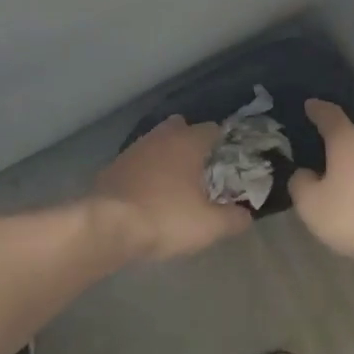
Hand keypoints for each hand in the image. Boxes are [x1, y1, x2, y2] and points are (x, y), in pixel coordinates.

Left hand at [93, 115, 253, 261]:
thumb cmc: (166, 218)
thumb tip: (247, 215)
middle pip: (181, 128)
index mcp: (188, 142)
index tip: (231, 161)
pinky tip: (149, 193)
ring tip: (176, 183)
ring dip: (166, 156)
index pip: (213, 129)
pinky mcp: (112, 166)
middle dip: (192, 142)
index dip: (224, 143)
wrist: (106, 225)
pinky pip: (138, 162)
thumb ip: (234, 218)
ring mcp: (133, 149)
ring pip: (156, 143)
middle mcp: (160, 137)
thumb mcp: (209, 226)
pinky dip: (146, 172)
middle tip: (202, 168)